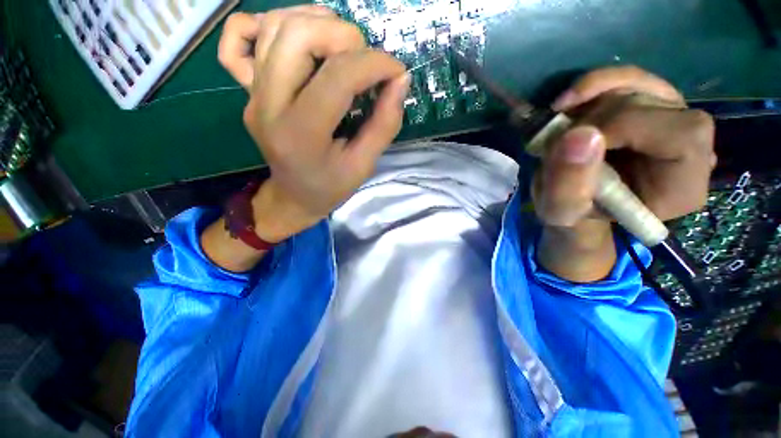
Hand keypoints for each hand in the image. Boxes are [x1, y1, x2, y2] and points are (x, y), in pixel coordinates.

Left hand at [219, 7, 410, 241]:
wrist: (292, 197)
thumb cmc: (330, 188)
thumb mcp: (363, 165)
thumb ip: (384, 125)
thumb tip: (400, 82)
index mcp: (301, 134)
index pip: (337, 76)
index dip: (375, 64)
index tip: (397, 72)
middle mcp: (268, 105)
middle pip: (297, 35)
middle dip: (344, 35)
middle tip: (365, 60)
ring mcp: (252, 93)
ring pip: (275, 26)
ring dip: (318, 24)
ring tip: (344, 49)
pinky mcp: (247, 88)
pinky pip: (240, 36)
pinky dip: (270, 24)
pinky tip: (300, 44)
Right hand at [534, 66, 715, 282]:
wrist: (573, 200)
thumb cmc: (571, 213)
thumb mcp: (560, 211)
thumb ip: (567, 184)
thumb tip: (579, 135)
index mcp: (682, 187)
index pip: (680, 136)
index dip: (626, 126)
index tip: (574, 141)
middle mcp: (690, 150)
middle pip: (660, 106)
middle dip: (598, 116)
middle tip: (559, 139)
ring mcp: (672, 121)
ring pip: (643, 85)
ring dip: (591, 97)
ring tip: (559, 121)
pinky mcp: (650, 106)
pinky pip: (631, 79)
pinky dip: (595, 84)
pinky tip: (568, 102)